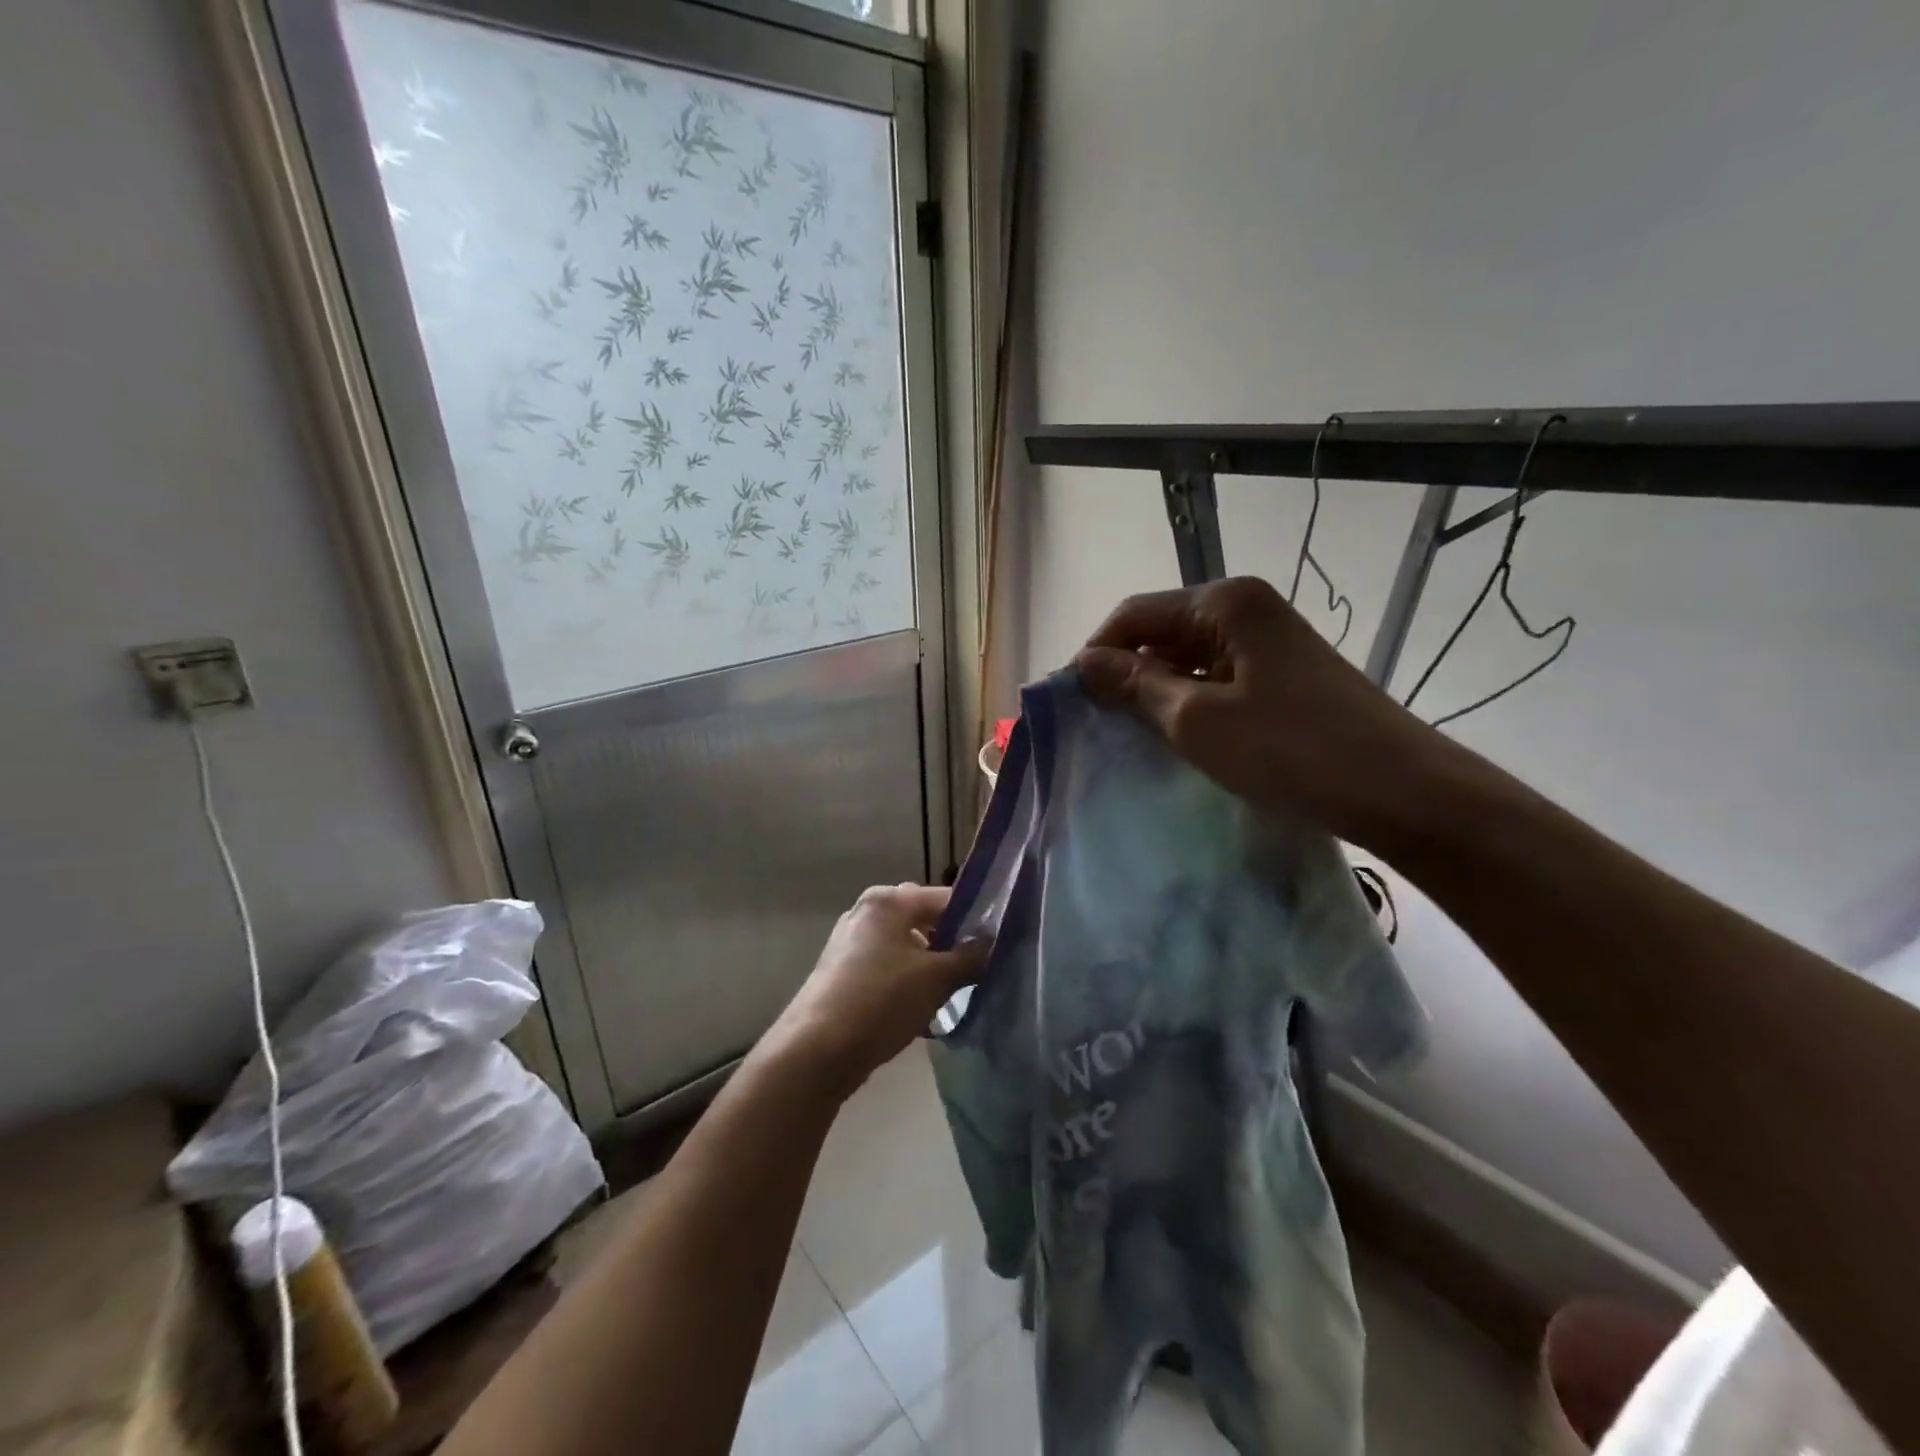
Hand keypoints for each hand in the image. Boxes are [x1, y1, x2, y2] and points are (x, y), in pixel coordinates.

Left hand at [762, 884, 981, 1097]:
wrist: (816, 1050)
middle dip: (951, 943)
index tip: (999, 942)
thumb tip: (992, 944)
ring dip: (930, 966)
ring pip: (905, 947)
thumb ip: (970, 957)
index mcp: (887, 901)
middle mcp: (866, 912)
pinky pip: (888, 969)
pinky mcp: (843, 973)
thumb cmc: (881, 1000)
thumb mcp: (936, 979)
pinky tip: (923, 1011)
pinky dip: (907, 982)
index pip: (944, 898)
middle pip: (923, 920)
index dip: (974, 918)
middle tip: (977, 968)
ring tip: (953, 993)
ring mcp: (851, 943)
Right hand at [1074, 577, 1446, 846]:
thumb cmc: (1290, 750)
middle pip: (1162, 632)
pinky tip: (1179, 738)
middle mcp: (1246, 609)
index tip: (1071, 701)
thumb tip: (1084, 662)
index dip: (1097, 653)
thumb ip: (1135, 684)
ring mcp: (1269, 643)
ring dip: (1156, 692)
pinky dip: (1190, 704)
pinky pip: (1217, 680)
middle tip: (1098, 724)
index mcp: (1224, 603)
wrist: (1401, 792)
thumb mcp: (1196, 719)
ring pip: (1188, 659)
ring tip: (1132, 736)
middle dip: (1126, 673)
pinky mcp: (1283, 676)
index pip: (1134, 614)